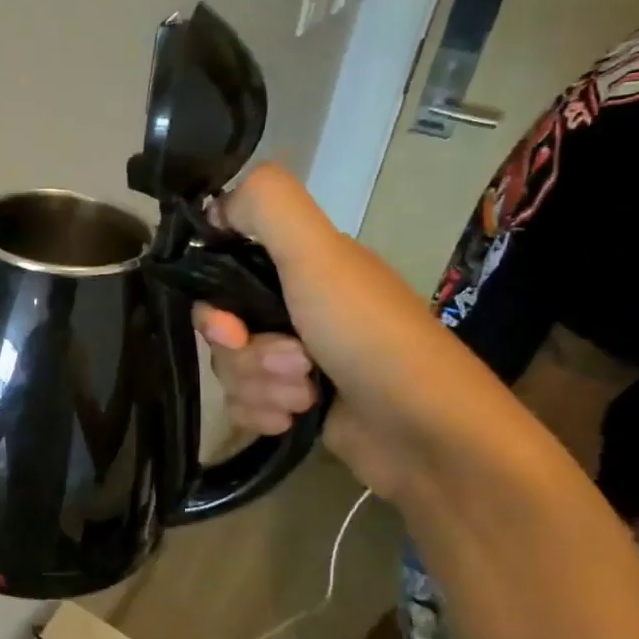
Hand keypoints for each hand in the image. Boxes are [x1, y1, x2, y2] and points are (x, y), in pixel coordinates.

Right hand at [188, 162, 461, 502]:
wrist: (426, 432)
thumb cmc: (369, 336)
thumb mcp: (320, 255)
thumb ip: (267, 206)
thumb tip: (214, 205)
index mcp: (301, 267)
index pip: (222, 274)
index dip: (212, 302)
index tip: (229, 326)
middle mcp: (294, 307)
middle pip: (222, 330)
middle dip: (247, 355)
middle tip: (294, 363)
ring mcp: (295, 359)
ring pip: (232, 371)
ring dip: (262, 388)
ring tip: (306, 396)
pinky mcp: (296, 404)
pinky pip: (245, 405)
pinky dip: (265, 414)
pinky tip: (295, 420)